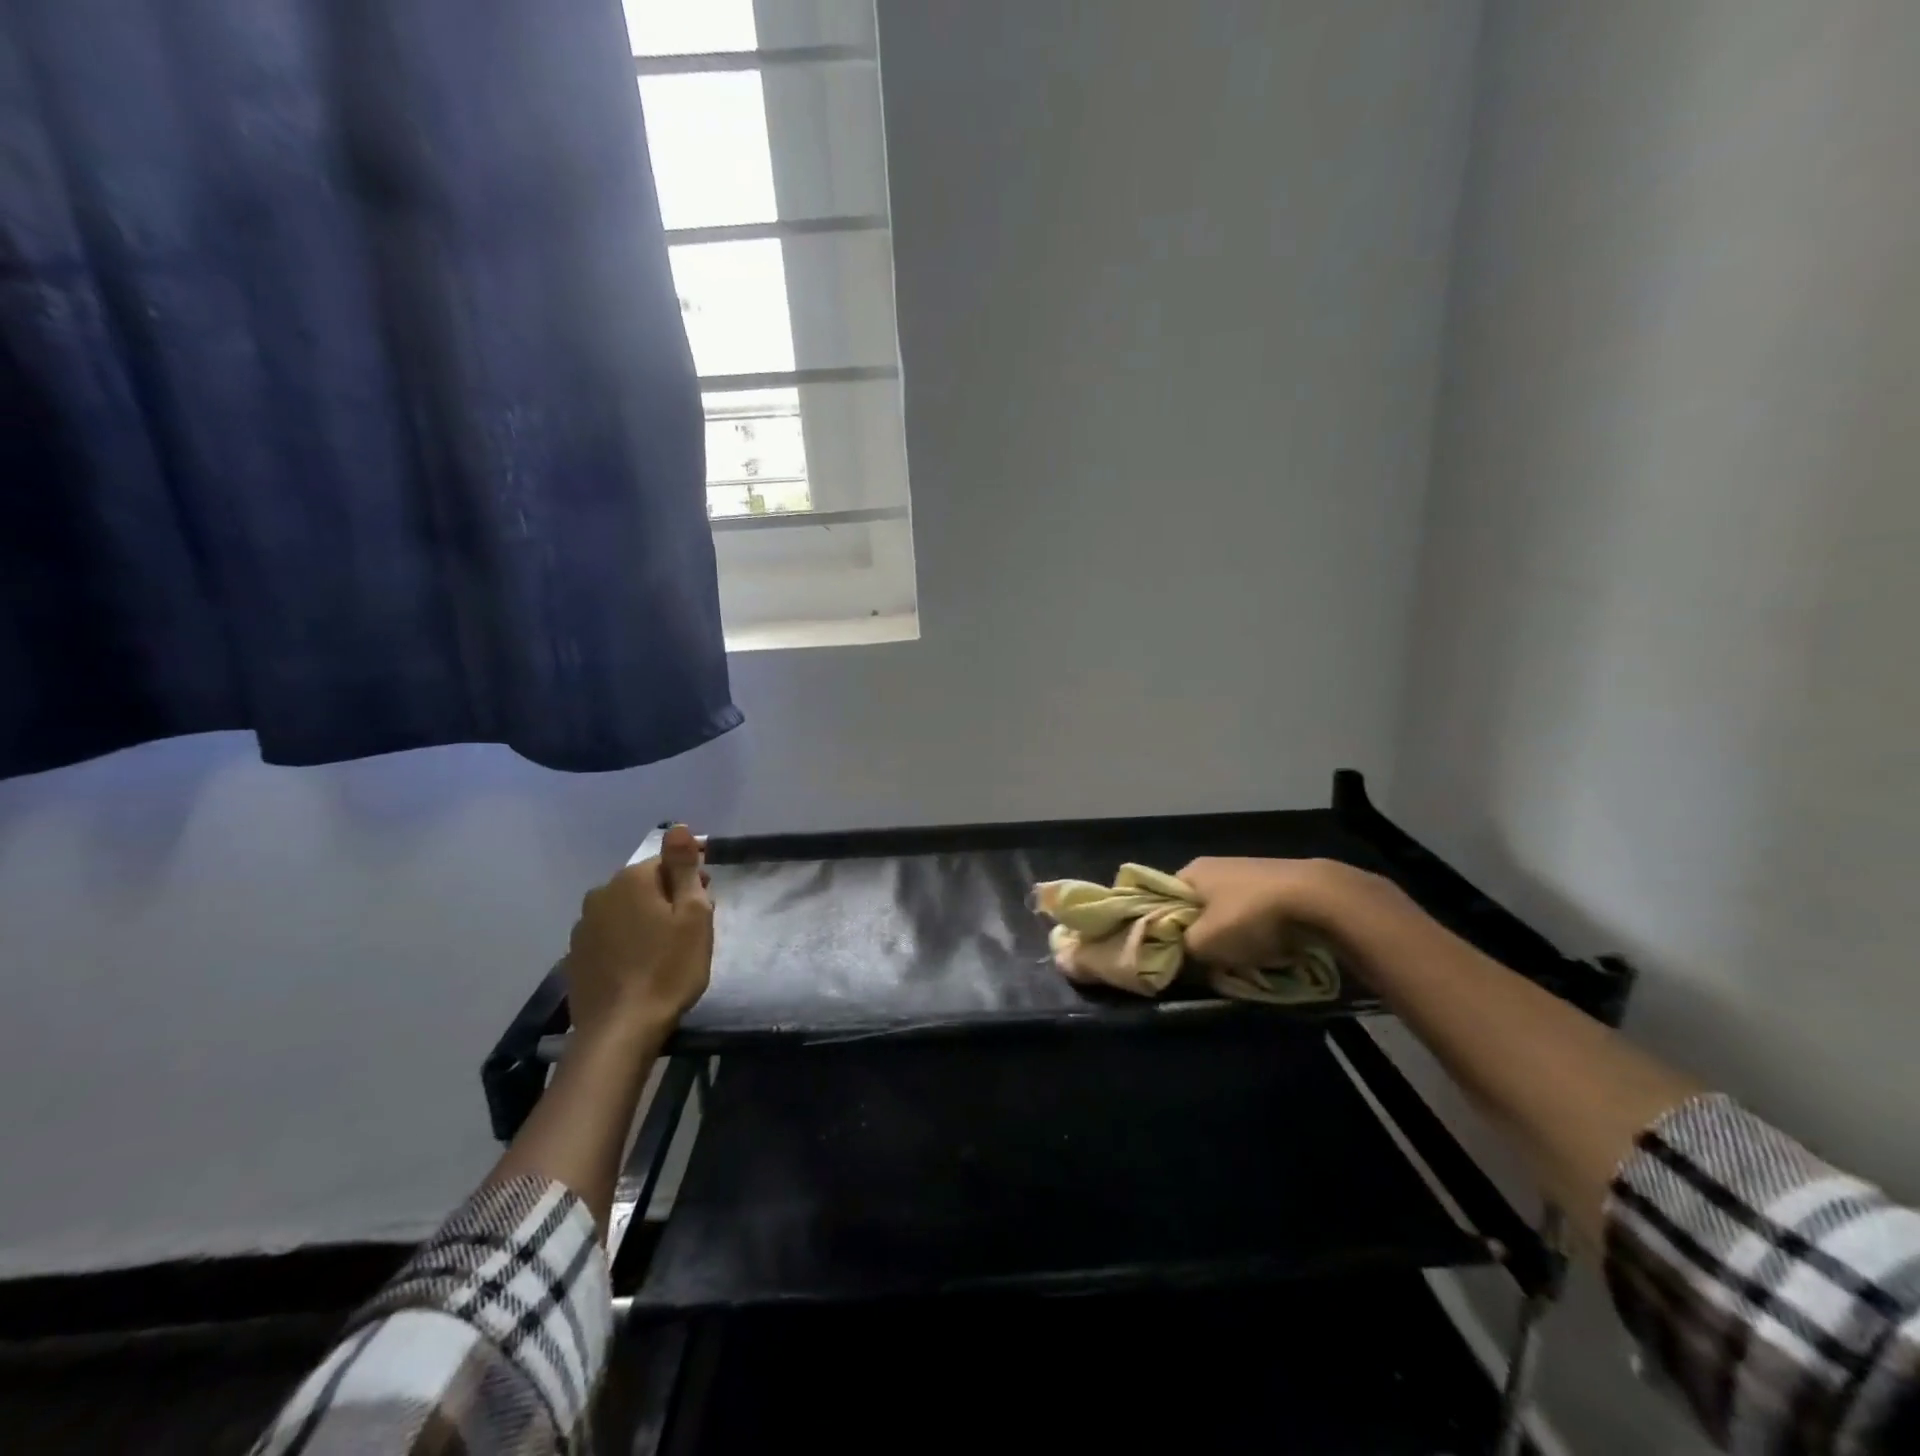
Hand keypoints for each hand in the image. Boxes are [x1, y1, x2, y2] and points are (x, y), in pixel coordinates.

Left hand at [564, 824, 713, 1044]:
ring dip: (646, 919)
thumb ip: (684, 867)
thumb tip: (677, 827)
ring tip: (666, 948)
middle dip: (668, 897)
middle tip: (692, 928)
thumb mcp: (693, 915)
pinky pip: (609, 936)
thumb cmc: (669, 969)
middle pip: (644, 885)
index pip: (667, 863)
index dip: (691, 878)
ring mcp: (583, 927)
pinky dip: (626, 941)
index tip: (708, 901)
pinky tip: (640, 965)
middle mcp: (601, 895)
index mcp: (631, 881)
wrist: (620, 1031)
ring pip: (625, 910)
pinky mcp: (575, 957)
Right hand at [1178, 856, 1400, 968]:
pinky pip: (1257, 915)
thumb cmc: (1248, 916)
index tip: (1173, 953)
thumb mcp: (1204, 943)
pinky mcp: (1278, 884)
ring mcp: (1249, 872)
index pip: (1163, 900)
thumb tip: (1179, 957)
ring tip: (1242, 961)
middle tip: (1208, 963)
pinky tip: (1269, 950)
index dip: (1165, 928)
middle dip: (1203, 936)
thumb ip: (1182, 951)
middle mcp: (1216, 866)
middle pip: (1197, 908)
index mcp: (1191, 871)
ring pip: (1228, 914)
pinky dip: (1259, 933)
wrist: (1318, 898)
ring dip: (1233, 938)